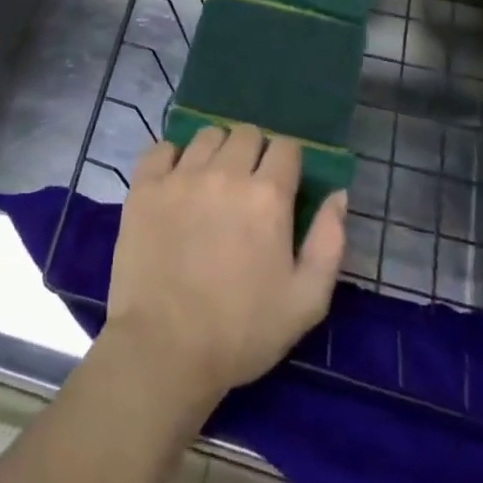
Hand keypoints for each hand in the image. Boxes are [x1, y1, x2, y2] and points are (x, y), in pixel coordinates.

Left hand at [104, 126, 345, 410]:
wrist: (165, 349)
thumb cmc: (242, 331)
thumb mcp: (307, 300)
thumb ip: (329, 241)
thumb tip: (338, 195)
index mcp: (267, 196)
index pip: (286, 147)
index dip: (288, 162)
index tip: (283, 183)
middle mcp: (225, 173)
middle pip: (246, 133)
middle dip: (254, 152)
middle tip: (248, 185)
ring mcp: (180, 176)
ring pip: (206, 135)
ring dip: (216, 151)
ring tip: (212, 182)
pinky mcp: (145, 186)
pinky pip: (162, 148)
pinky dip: (172, 157)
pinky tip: (176, 181)